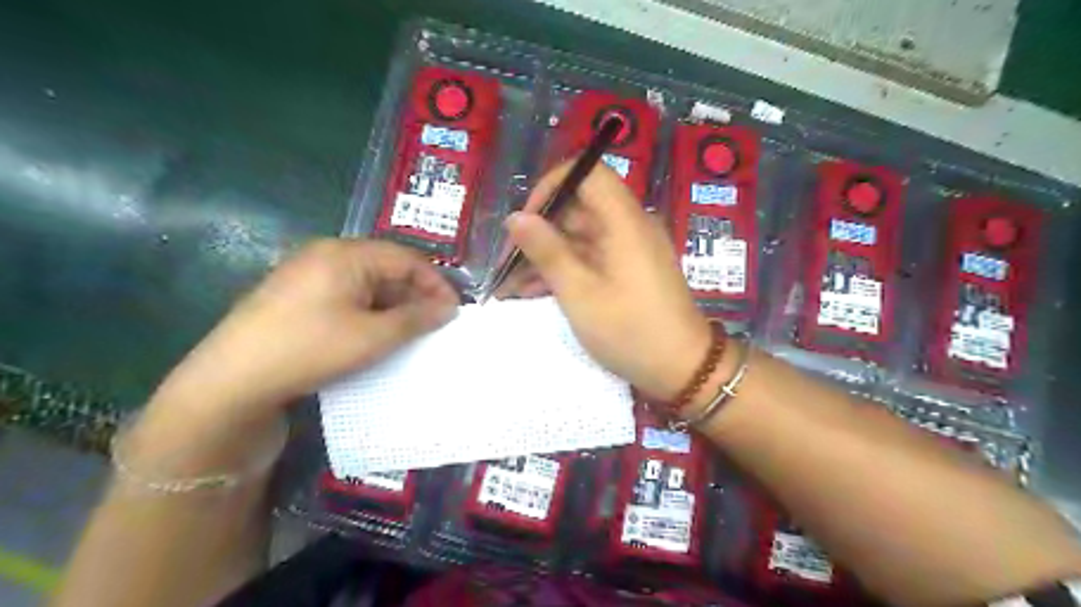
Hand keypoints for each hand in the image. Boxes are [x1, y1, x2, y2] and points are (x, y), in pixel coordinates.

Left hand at [138, 239, 455, 443]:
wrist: (232, 380)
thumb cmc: (311, 349)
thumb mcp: (373, 336)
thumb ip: (416, 318)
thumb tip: (448, 308)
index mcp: (346, 254)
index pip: (406, 258)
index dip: (435, 283)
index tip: (454, 310)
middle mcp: (326, 253)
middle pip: (385, 266)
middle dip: (414, 293)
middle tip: (434, 322)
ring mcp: (307, 272)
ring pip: (366, 281)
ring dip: (392, 303)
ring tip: (409, 330)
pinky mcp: (295, 293)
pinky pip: (345, 293)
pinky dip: (368, 309)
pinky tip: (374, 331)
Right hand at [501, 165, 715, 400]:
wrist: (682, 369)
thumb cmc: (630, 331)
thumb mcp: (579, 293)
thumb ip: (547, 251)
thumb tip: (516, 217)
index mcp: (624, 220)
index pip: (588, 173)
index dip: (553, 186)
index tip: (526, 219)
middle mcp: (629, 226)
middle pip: (579, 207)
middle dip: (540, 231)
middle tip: (508, 262)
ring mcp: (629, 249)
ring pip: (580, 236)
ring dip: (546, 256)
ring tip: (511, 286)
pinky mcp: (628, 270)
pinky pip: (591, 257)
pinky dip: (564, 270)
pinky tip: (534, 292)